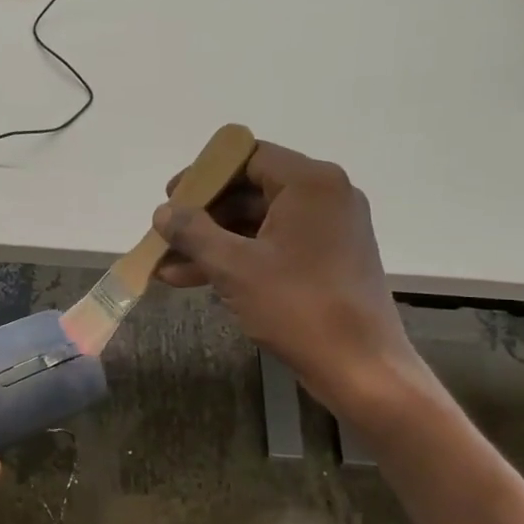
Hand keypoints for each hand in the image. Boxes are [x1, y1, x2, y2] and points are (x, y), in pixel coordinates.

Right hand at [152, 144, 427, 425]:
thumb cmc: (297, 306)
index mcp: (310, 183)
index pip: (248, 156)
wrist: (360, 367)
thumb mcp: (234, 267)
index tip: (171, 196)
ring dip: (213, 242)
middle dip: (203, 215)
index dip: (204, 174)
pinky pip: (274, 246)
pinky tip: (194, 279)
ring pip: (258, 223)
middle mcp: (325, 196)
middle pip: (251, 189)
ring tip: (167, 265)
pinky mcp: (328, 259)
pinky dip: (238, 258)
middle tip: (166, 233)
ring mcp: (330, 229)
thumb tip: (163, 212)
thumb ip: (193, 232)